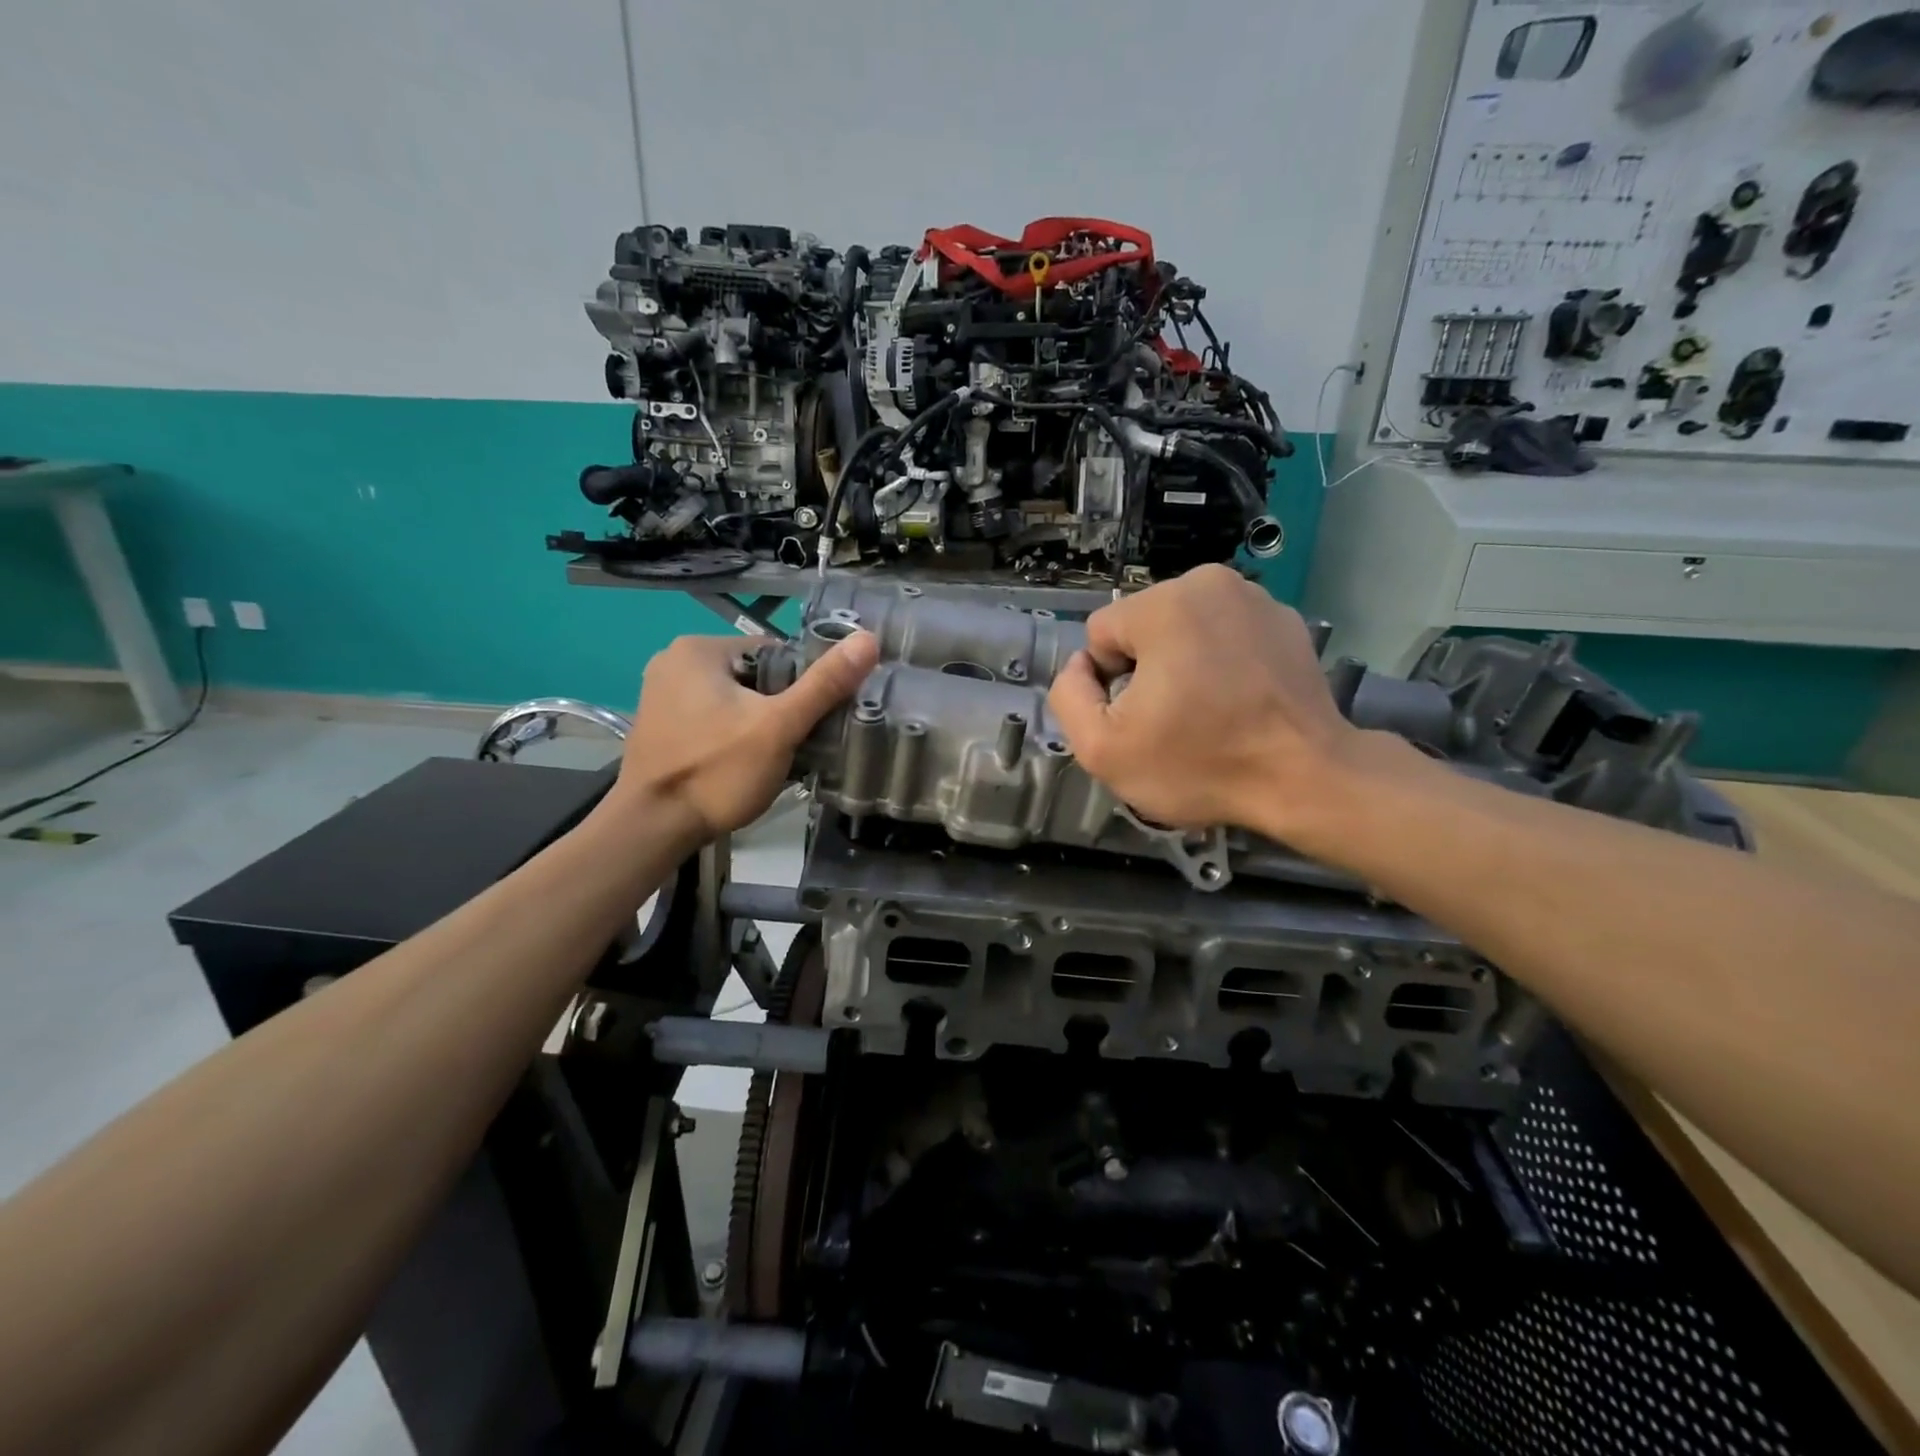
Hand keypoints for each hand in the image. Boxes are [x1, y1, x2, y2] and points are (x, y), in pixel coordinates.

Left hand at [613, 630, 878, 838]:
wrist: (652, 829)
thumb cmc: (716, 772)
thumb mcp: (779, 727)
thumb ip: (824, 685)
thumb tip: (868, 640)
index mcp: (700, 648)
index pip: (776, 653)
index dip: (805, 684)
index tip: (817, 718)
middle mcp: (674, 661)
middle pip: (756, 676)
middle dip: (781, 707)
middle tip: (800, 742)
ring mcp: (661, 694)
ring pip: (736, 700)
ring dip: (760, 723)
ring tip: (777, 756)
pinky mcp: (660, 725)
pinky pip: (713, 718)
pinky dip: (733, 735)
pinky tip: (745, 763)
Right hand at [1047, 565, 1361, 840]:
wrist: (1306, 780)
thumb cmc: (1200, 764)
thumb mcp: (1103, 749)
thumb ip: (1069, 697)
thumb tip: (1080, 668)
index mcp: (1164, 603)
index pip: (1101, 634)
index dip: (1107, 683)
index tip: (1140, 718)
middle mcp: (1210, 583)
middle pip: (1143, 627)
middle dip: (1147, 668)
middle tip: (1174, 720)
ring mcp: (1257, 598)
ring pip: (1185, 629)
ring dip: (1184, 663)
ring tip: (1210, 712)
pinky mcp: (1287, 621)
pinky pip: (1228, 635)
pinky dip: (1225, 662)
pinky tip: (1241, 702)